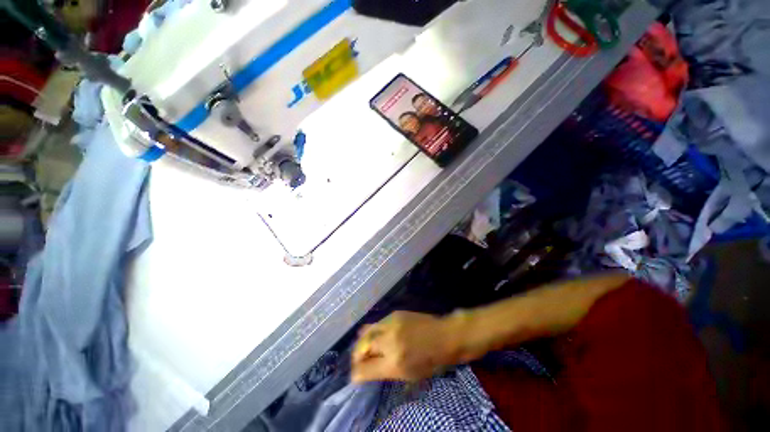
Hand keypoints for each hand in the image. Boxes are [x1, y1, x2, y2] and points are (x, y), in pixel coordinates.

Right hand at [351, 311, 458, 382]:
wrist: (444, 336)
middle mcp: (389, 342)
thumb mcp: (408, 376)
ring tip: (363, 347)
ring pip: (367, 332)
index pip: (365, 369)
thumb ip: (384, 372)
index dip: (356, 373)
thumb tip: (363, 372)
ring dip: (362, 342)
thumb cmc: (430, 362)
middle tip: (358, 361)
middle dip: (356, 356)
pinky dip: (372, 331)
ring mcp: (391, 325)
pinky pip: (377, 323)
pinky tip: (373, 335)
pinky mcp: (394, 314)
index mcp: (394, 363)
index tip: (355, 375)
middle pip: (362, 347)